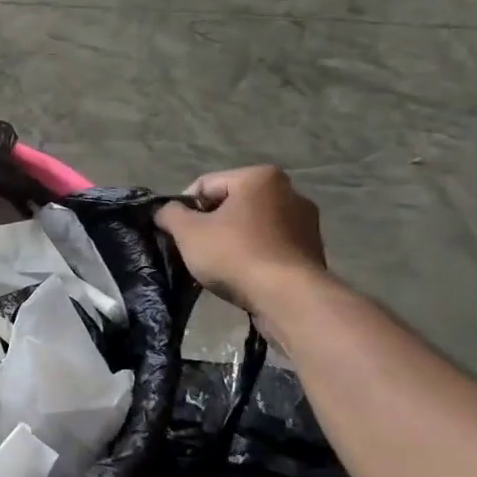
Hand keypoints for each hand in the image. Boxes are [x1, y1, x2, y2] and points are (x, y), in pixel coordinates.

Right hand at [156, 166, 327, 312]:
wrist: (289, 299)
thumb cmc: (236, 255)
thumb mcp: (188, 232)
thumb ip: (170, 214)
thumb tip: (165, 211)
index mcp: (259, 177)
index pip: (205, 185)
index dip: (183, 208)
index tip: (176, 233)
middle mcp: (289, 191)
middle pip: (231, 204)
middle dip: (210, 225)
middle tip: (195, 250)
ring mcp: (305, 222)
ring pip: (251, 225)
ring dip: (232, 240)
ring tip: (219, 266)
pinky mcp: (312, 250)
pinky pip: (270, 245)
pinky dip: (254, 254)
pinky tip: (243, 274)